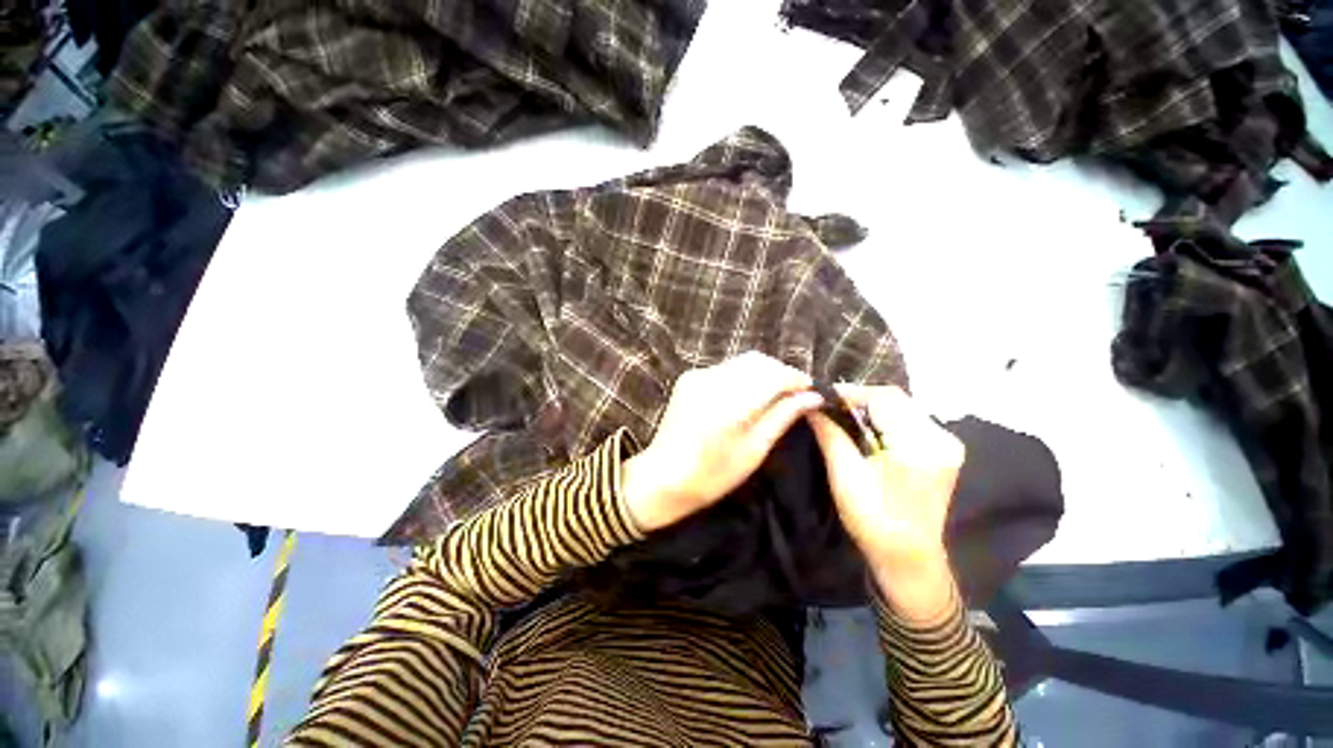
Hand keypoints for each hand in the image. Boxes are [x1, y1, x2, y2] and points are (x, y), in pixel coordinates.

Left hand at [621, 352, 823, 532]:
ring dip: (762, 373)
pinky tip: (747, 396)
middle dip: (780, 373)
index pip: (774, 375)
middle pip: (758, 361)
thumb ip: (782, 417)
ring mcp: (697, 376)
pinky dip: (743, 376)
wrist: (662, 477)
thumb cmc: (712, 475)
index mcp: (731, 404)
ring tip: (774, 395)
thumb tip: (813, 397)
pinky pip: (725, 368)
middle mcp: (713, 380)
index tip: (813, 390)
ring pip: (742, 362)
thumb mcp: (754, 450)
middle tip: (795, 394)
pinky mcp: (688, 377)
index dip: (797, 379)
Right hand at [807, 385, 964, 621]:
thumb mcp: (845, 476)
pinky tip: (864, 428)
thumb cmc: (874, 520)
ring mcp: (946, 444)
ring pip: (902, 407)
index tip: (822, 395)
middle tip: (829, 405)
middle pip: (896, 399)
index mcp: (920, 445)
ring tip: (841, 414)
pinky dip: (883, 418)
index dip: (851, 393)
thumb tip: (810, 406)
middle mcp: (941, 438)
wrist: (908, 558)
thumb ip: (830, 435)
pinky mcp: (942, 451)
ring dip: (870, 407)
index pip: (884, 398)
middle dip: (859, 398)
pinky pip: (908, 420)